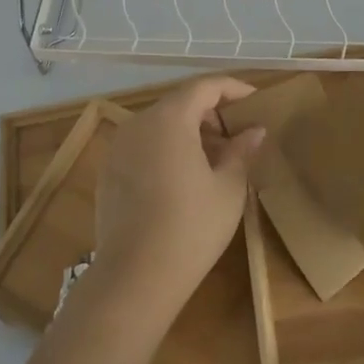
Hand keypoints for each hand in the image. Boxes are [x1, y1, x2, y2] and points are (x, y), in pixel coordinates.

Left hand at [91, 76, 264, 324]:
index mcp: (169, 119)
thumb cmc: (191, 227)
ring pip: (160, 125)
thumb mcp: (228, 188)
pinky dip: (167, 149)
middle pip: (180, 103)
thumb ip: (241, 151)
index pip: (204, 86)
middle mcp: (138, 123)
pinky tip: (185, 178)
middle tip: (239, 135)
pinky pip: (143, 146)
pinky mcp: (108, 172)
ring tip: (216, 159)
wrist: (134, 277)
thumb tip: (253, 131)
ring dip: (189, 132)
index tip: (255, 100)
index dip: (232, 88)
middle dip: (212, 113)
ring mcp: (118, 148)